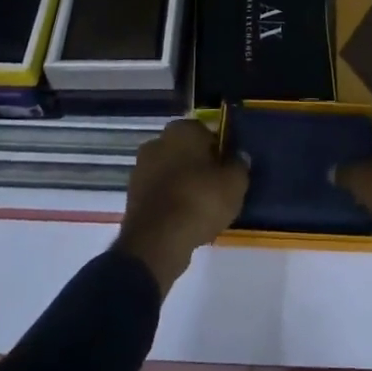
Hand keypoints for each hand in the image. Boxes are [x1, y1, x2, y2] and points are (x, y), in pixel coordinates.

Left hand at [114, 119, 248, 294]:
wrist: (157, 241)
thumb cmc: (200, 200)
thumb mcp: (235, 183)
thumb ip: (239, 165)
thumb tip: (239, 157)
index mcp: (181, 129)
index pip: (206, 131)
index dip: (219, 149)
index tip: (228, 168)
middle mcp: (157, 142)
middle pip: (186, 151)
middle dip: (199, 165)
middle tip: (217, 187)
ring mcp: (141, 169)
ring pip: (171, 172)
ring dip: (184, 183)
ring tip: (202, 207)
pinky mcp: (132, 196)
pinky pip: (160, 193)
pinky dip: (171, 201)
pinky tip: (185, 219)